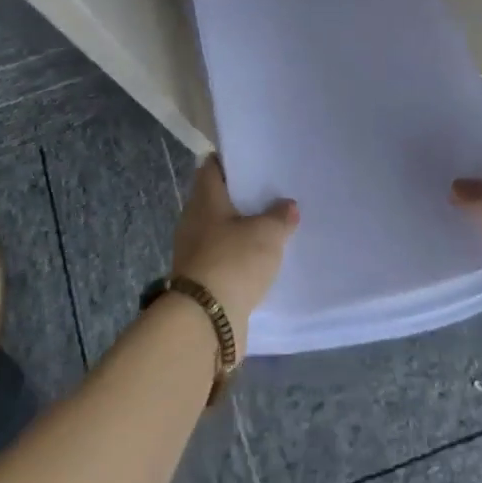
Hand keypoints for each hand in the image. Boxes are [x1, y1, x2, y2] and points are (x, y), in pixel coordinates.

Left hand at [170, 156, 298, 358]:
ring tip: (271, 227)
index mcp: (204, 199)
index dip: (231, 160)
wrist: (205, 321)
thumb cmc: (233, 261)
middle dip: (242, 197)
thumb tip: (288, 205)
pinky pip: (223, 258)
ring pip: (220, 230)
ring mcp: (194, 252)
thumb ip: (280, 216)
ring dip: (241, 230)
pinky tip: (260, 261)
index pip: (212, 167)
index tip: (255, 160)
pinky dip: (238, 257)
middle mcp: (193, 220)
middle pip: (217, 199)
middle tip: (272, 194)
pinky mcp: (200, 280)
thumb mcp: (266, 234)